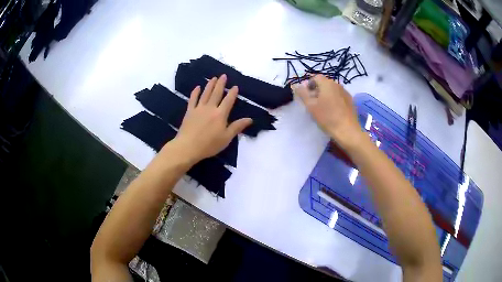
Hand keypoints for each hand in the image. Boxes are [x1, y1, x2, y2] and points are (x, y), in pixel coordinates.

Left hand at [170, 75, 252, 164]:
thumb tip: (250, 119)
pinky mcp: (189, 111)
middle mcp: (210, 108)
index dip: (232, 93)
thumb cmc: (209, 145)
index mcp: (220, 114)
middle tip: (223, 75)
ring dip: (210, 85)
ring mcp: (198, 108)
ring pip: (205, 93)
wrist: (188, 147)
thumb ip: (237, 127)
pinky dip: (195, 92)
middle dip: (221, 84)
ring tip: (213, 78)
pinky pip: (193, 99)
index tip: (235, 86)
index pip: (228, 100)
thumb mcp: (226, 138)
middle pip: (216, 93)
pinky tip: (197, 87)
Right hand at [292, 75, 361, 147]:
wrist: (347, 131)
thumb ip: (302, 93)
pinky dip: (334, 101)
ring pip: (332, 91)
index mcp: (327, 83)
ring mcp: (345, 93)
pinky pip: (339, 97)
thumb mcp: (310, 106)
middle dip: (316, 91)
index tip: (306, 97)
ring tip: (323, 109)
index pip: (315, 77)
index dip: (308, 85)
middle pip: (324, 84)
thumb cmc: (327, 117)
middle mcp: (337, 84)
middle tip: (312, 104)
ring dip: (325, 96)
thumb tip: (296, 85)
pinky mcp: (351, 101)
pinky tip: (333, 112)